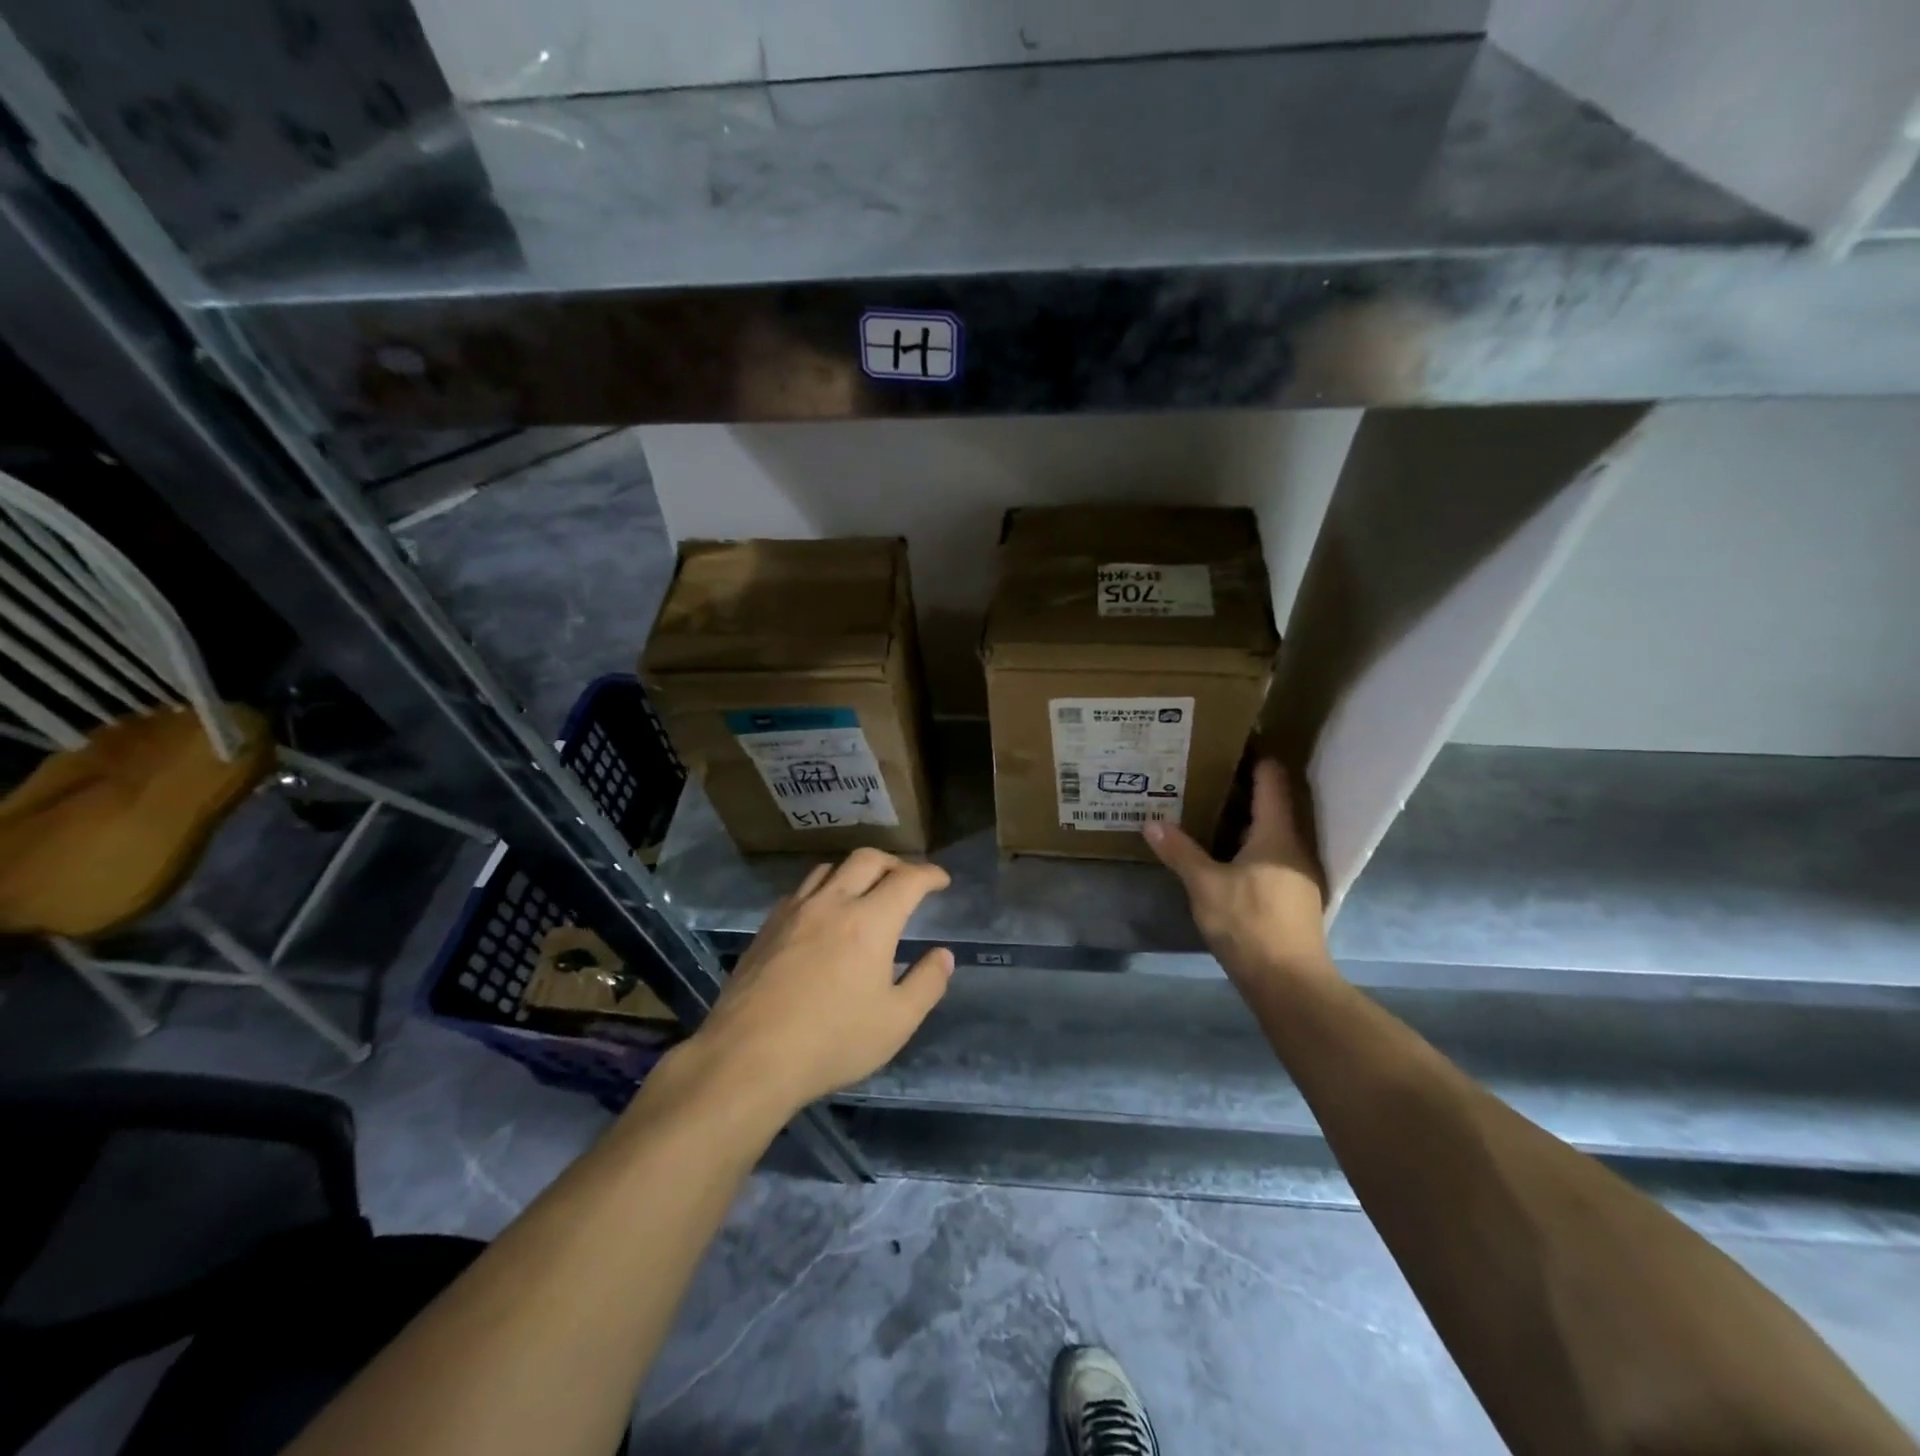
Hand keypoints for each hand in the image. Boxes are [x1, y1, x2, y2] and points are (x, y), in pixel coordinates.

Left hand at [685, 848, 952, 1113]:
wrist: (748, 1057)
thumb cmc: (832, 1041)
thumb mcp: (896, 1023)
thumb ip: (926, 984)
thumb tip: (942, 955)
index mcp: (870, 922)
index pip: (907, 879)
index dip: (929, 874)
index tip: (941, 881)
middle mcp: (832, 903)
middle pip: (867, 859)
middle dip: (894, 862)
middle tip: (906, 879)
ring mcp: (794, 911)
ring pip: (829, 868)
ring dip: (855, 871)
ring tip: (864, 890)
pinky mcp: (767, 927)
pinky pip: (800, 890)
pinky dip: (823, 889)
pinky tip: (822, 914)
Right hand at [1143, 760, 1333, 984]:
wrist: (1288, 981)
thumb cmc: (1249, 923)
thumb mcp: (1205, 885)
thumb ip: (1179, 851)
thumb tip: (1151, 822)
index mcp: (1277, 832)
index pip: (1272, 778)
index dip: (1254, 755)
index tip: (1226, 740)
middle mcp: (1294, 844)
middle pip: (1273, 801)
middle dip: (1241, 784)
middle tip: (1203, 770)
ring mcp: (1297, 870)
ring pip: (1270, 829)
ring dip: (1243, 815)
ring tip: (1206, 804)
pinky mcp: (1292, 892)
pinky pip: (1270, 851)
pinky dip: (1247, 841)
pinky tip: (1221, 848)